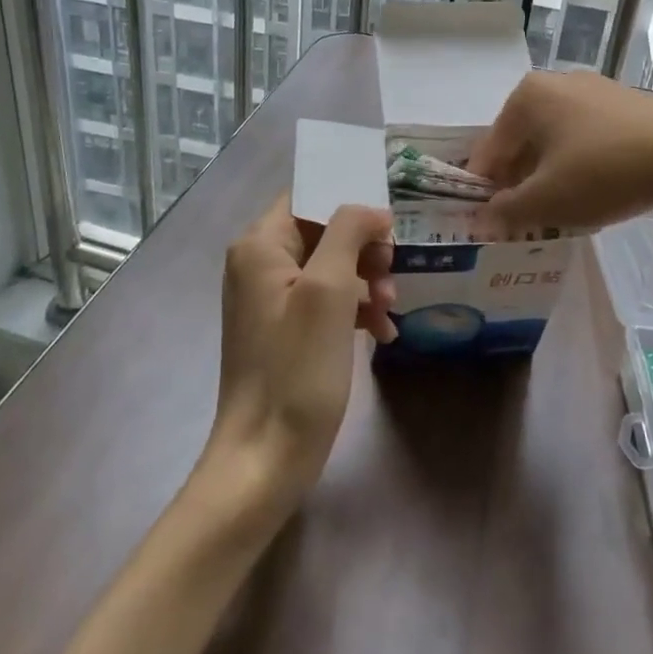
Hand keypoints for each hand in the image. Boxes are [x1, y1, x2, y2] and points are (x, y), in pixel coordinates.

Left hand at [209, 198, 396, 509]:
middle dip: (365, 250)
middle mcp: (260, 264)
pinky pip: (327, 301)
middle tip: (392, 275)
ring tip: (390, 310)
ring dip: (367, 281)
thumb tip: (371, 210)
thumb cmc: (297, 367)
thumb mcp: (329, 289)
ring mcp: (272, 299)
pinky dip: (356, 310)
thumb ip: (349, 231)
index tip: (389, 227)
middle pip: (324, 231)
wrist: (266, 457)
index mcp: (260, 245)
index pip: (309, 196)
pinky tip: (383, 333)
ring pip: (332, 267)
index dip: (351, 203)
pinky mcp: (286, 330)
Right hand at [469, 70, 652, 233]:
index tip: (490, 224)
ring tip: (561, 212)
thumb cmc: (604, 171)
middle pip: (522, 143)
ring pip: (555, 141)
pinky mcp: (624, 104)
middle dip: (520, 183)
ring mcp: (593, 90)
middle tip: (526, 221)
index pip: (489, 150)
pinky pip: (585, 137)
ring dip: (550, 176)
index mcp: (526, 97)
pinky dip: (580, 165)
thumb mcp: (547, 200)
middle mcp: (555, 83)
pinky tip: (594, 192)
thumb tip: (481, 219)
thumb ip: (505, 211)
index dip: (485, 191)